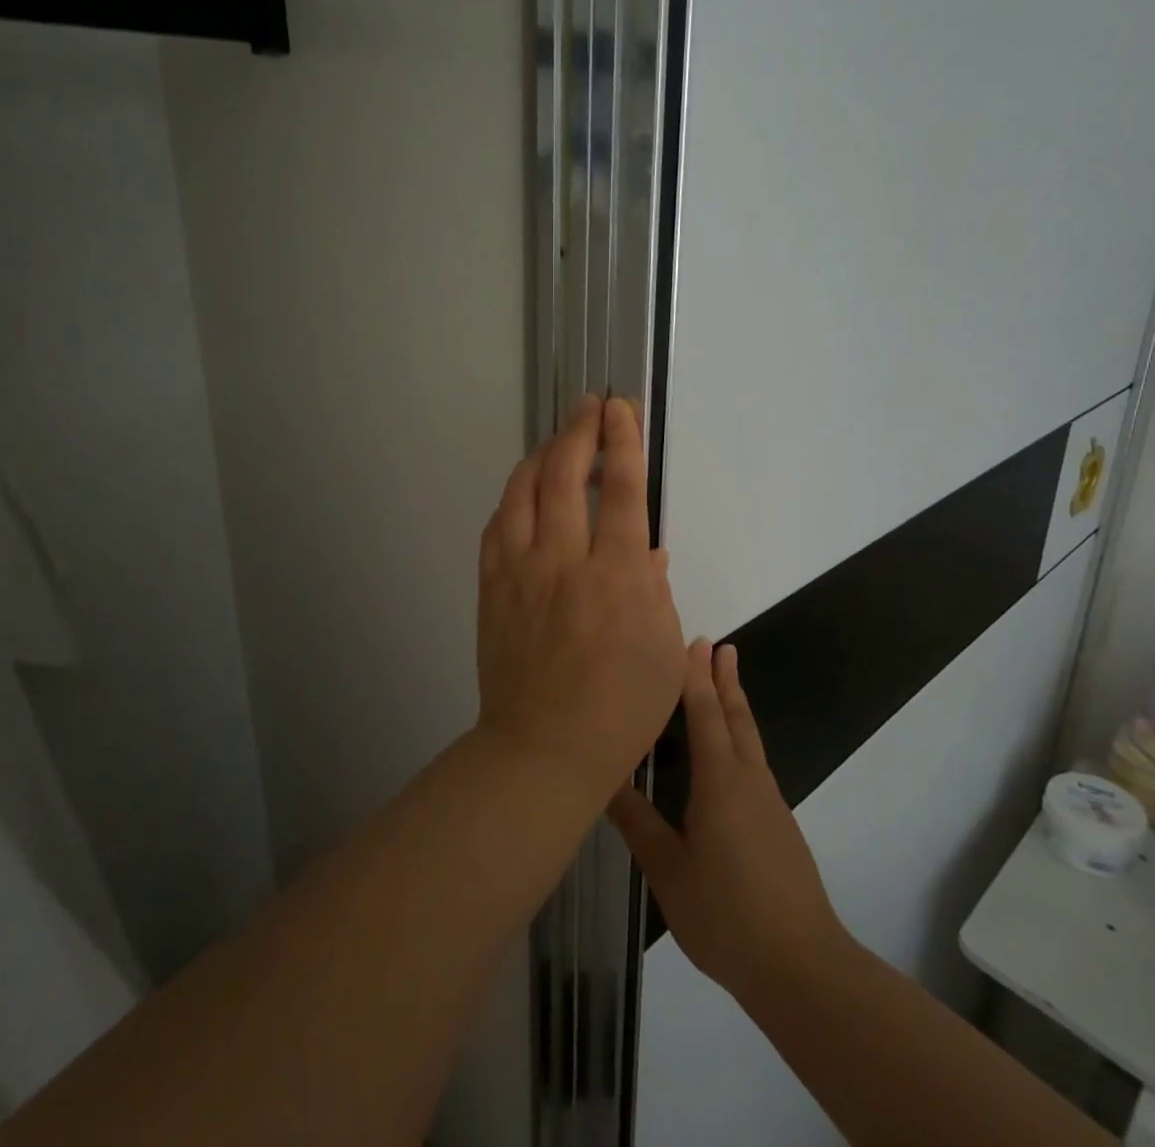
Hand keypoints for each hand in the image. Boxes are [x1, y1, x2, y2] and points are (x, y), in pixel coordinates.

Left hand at [476, 395, 687, 802]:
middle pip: (566, 475)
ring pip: (523, 491)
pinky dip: (513, 497)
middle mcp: (565, 561)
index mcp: (618, 576)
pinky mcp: (491, 587)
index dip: (622, 441)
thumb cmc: (620, 710)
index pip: (622, 491)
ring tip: (558, 441)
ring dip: (542, 455)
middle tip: (589, 405)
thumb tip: (646, 549)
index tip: (620, 409)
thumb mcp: (663, 653)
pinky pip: (497, 525)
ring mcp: (520, 571)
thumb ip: (656, 590)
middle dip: (579, 430)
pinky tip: (524, 492)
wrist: (543, 750)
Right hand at [609, 642, 849, 1004]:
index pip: (706, 714)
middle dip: (725, 680)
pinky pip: (753, 763)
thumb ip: (637, 823)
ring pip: (749, 739)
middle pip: (737, 717)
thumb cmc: (727, 914)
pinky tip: (728, 756)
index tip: (696, 641)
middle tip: (720, 646)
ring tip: (724, 683)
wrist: (801, 966)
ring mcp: (769, 803)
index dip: (697, 677)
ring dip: (735, 705)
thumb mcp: (669, 871)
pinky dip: (739, 738)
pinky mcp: (777, 825)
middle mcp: (749, 780)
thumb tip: (604, 777)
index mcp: (721, 781)